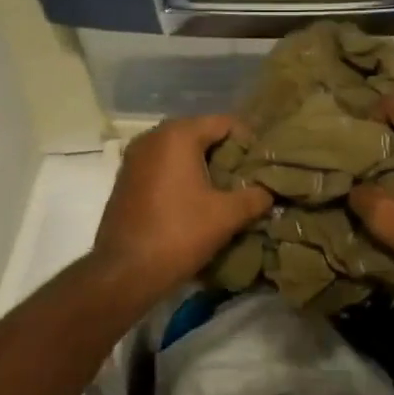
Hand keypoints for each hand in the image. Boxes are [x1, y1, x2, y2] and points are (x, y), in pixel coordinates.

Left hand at [92, 115, 271, 302]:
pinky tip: (196, 199)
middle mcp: (153, 136)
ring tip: (226, 190)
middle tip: (248, 177)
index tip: (263, 164)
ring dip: (204, 165)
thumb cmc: (179, 234)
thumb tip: (269, 192)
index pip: (225, 123)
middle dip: (226, 153)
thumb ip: (255, 197)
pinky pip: (163, 165)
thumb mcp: (227, 216)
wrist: (124, 272)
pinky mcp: (126, 178)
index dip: (249, 141)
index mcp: (178, 135)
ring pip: (181, 150)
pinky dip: (182, 175)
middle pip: (202, 133)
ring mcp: (135, 157)